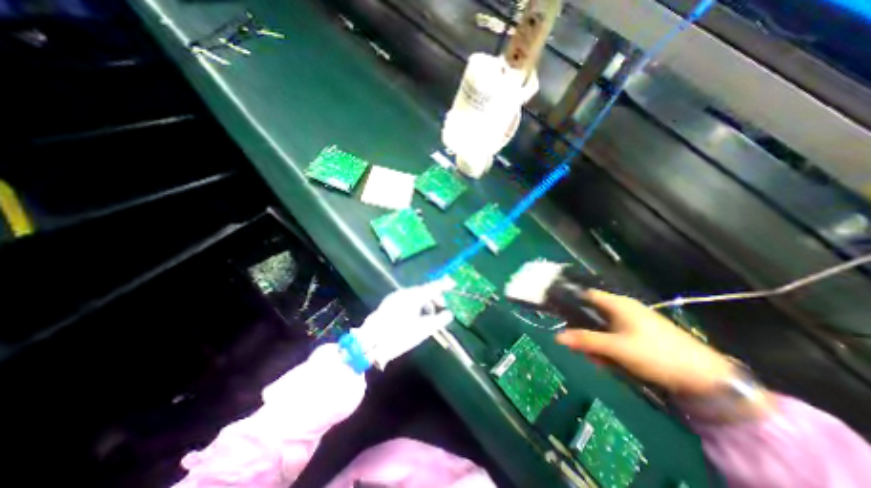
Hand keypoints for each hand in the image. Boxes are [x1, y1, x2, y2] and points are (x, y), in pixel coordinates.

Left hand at [354, 278, 455, 366]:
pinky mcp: (388, 304)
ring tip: (429, 315)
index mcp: (412, 296)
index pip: (432, 287)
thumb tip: (449, 313)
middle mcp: (403, 293)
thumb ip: (439, 320)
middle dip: (434, 297)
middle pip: (423, 290)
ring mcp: (394, 298)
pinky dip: (415, 304)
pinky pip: (407, 299)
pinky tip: (415, 315)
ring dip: (424, 302)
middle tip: (442, 307)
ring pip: (414, 295)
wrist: (369, 343)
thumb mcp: (423, 330)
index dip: (443, 285)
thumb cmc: (399, 335)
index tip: (453, 283)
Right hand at [554, 290, 736, 395]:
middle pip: (592, 313)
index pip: (585, 294)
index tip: (558, 315)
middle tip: (580, 349)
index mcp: (617, 303)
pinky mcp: (639, 335)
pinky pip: (614, 337)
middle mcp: (622, 308)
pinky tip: (611, 363)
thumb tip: (556, 336)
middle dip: (583, 331)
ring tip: (599, 361)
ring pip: (602, 328)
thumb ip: (585, 340)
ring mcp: (632, 322)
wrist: (706, 378)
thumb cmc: (656, 354)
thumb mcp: (617, 348)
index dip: (570, 301)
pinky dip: (609, 348)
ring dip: (596, 343)